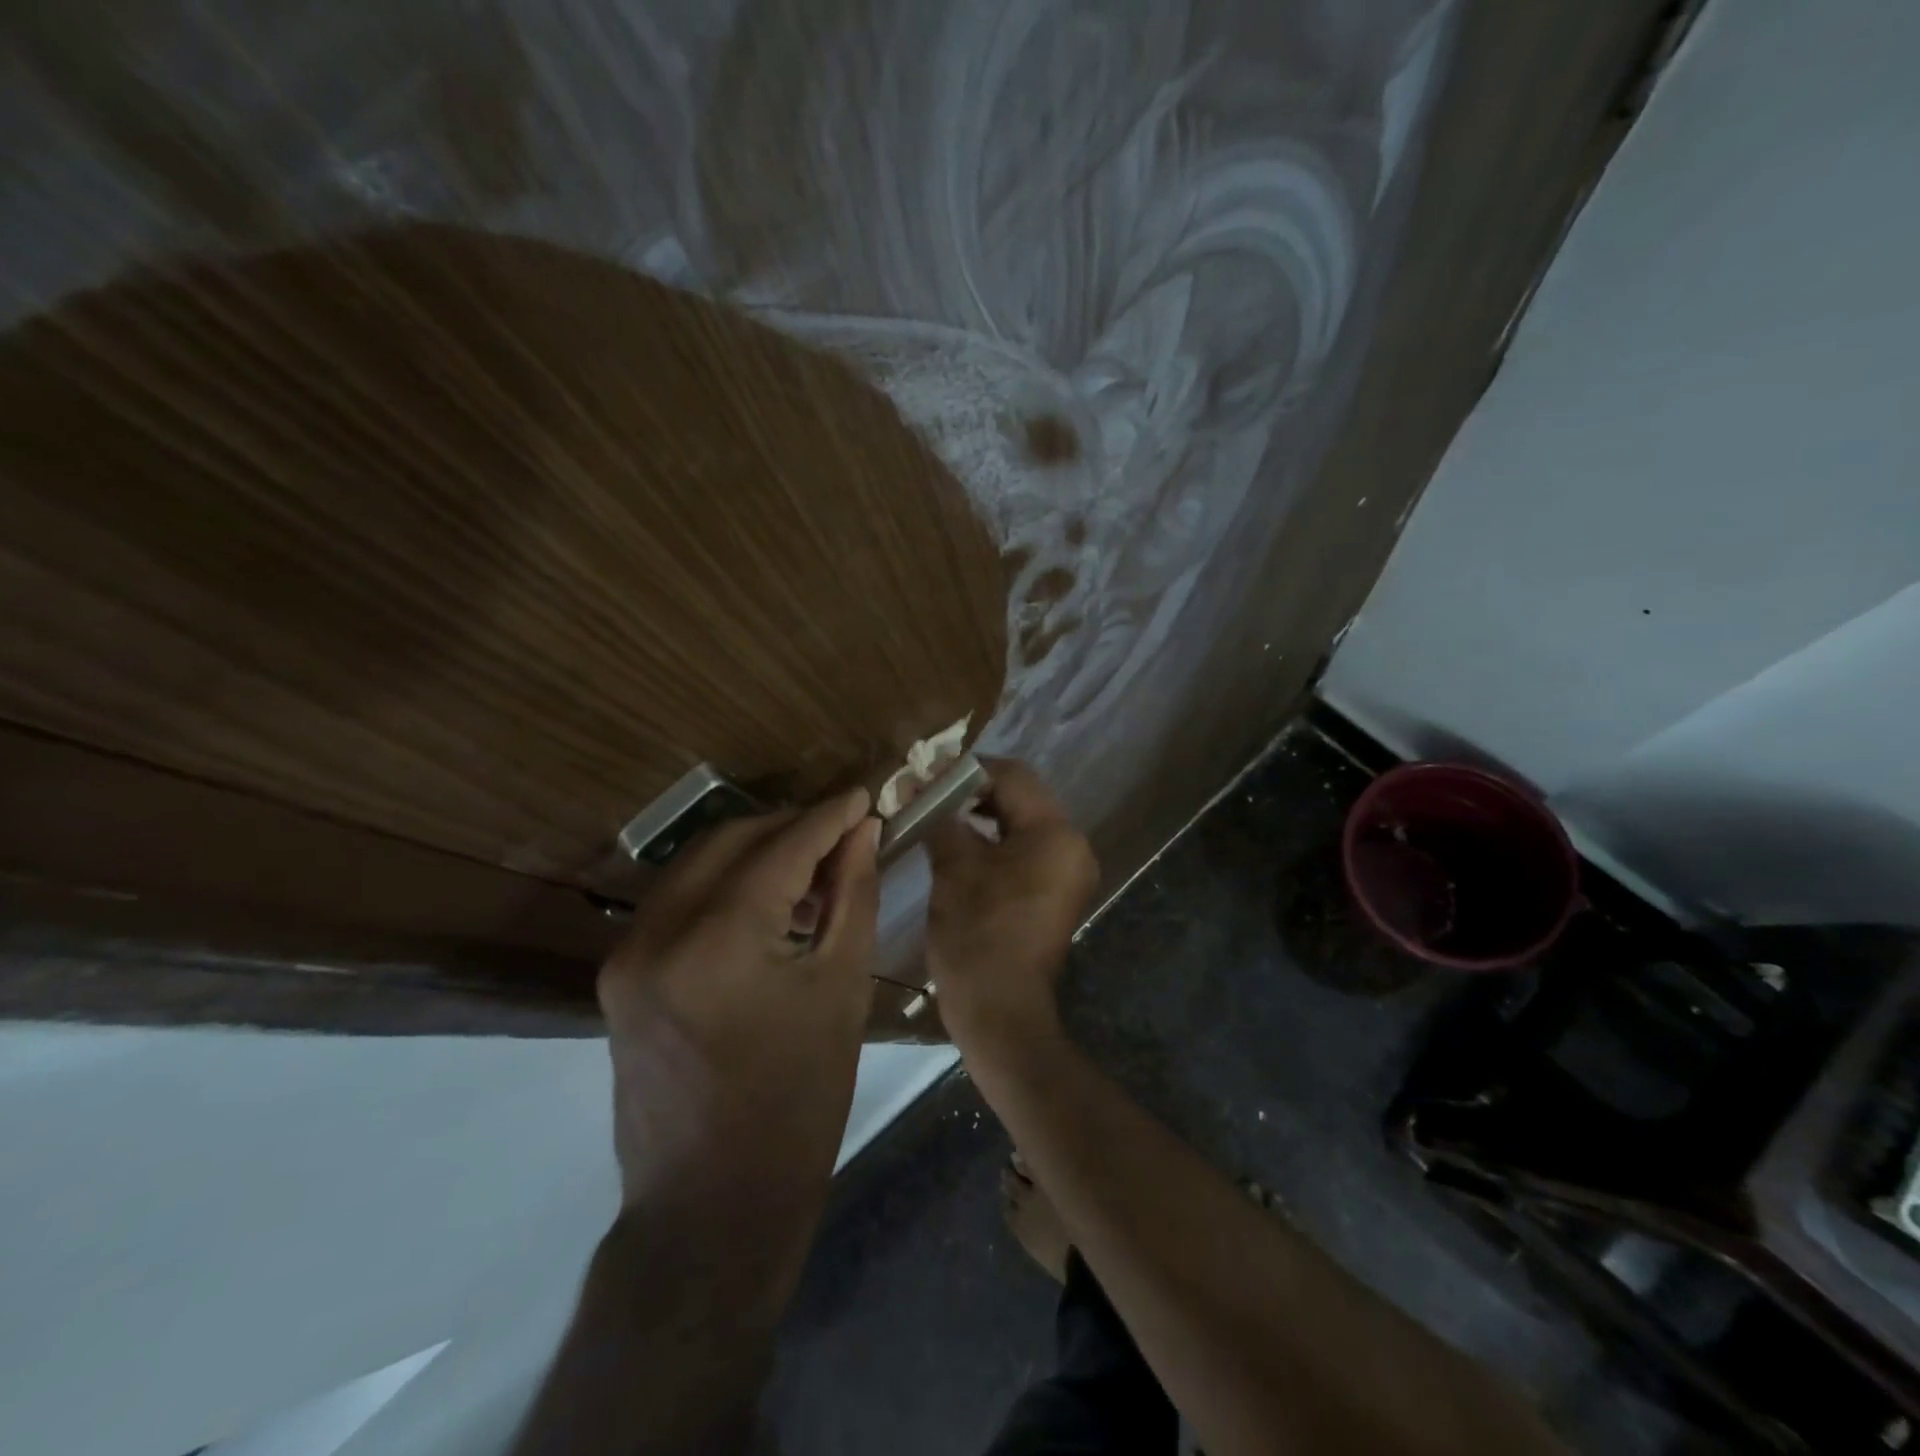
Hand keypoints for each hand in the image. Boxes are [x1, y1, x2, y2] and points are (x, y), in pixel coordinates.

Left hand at [597, 788, 880, 1204]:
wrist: (711, 1207)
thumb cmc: (798, 1102)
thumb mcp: (841, 989)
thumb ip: (851, 895)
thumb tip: (862, 831)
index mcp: (721, 940)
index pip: (782, 846)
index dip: (829, 816)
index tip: (863, 794)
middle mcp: (659, 931)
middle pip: (731, 839)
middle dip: (790, 824)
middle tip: (842, 828)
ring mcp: (628, 951)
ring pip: (698, 862)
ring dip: (756, 849)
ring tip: (812, 864)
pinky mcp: (619, 973)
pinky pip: (678, 899)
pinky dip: (725, 882)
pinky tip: (768, 900)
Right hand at [924, 760, 1098, 1053]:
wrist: (1001, 1013)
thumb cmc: (977, 936)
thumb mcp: (954, 869)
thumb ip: (942, 819)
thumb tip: (922, 789)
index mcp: (1055, 834)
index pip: (1013, 776)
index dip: (968, 770)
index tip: (929, 775)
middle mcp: (1072, 846)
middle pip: (1022, 797)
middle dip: (974, 792)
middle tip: (930, 794)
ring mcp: (1068, 872)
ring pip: (1023, 824)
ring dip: (983, 817)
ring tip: (939, 817)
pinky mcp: (1057, 893)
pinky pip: (1026, 851)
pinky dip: (995, 842)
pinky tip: (961, 846)